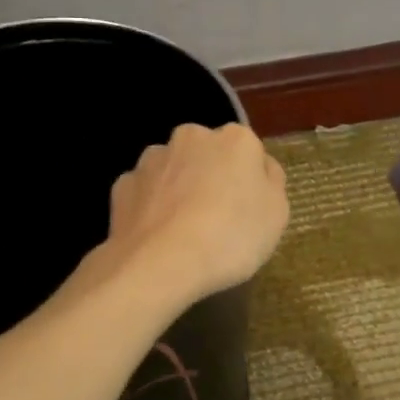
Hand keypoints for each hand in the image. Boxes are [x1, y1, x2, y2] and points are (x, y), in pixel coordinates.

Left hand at [100, 123, 288, 305]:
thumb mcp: (276, 214)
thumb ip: (271, 182)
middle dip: (211, 176)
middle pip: (208, 155)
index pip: (249, 152)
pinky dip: (150, 206)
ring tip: (182, 229)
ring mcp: (152, 158)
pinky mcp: (123, 184)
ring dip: (178, 188)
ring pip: (172, 169)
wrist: (161, 262)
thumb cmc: (231, 236)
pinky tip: (156, 234)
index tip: (249, 210)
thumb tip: (261, 168)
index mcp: (235, 140)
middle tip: (217, 218)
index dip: (250, 181)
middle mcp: (191, 137)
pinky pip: (145, 192)